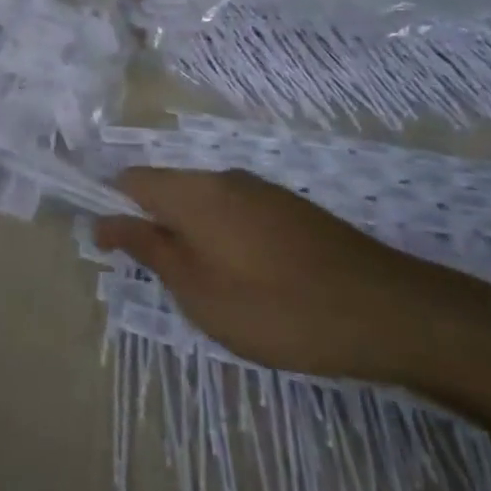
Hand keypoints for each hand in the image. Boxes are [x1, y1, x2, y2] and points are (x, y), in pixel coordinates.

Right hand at [96, 168, 461, 383]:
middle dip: (152, 227)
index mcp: (192, 192)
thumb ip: (147, 249)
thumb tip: (104, 220)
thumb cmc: (274, 306)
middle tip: (160, 282)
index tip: (109, 251)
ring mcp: (261, 191)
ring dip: (189, 236)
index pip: (130, 180)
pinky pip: (236, 213)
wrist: (387, 311)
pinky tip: (247, 280)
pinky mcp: (291, 210)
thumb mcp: (196, 289)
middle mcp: (222, 178)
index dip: (110, 209)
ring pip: (203, 203)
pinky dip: (223, 238)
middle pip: (166, 189)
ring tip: (204, 288)